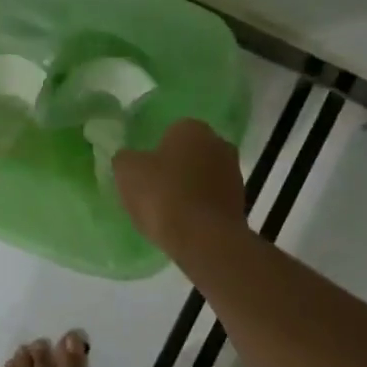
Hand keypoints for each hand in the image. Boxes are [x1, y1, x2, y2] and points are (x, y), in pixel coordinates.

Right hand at [113, 119, 244, 251]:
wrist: (204, 239)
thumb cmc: (163, 195)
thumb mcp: (127, 172)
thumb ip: (125, 158)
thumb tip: (129, 158)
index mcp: (192, 127)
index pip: (170, 132)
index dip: (154, 153)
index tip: (144, 173)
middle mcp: (219, 143)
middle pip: (190, 154)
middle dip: (175, 168)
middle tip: (154, 190)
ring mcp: (234, 173)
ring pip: (203, 177)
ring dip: (190, 189)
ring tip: (168, 212)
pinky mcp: (240, 202)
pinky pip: (212, 200)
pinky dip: (200, 208)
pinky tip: (185, 224)